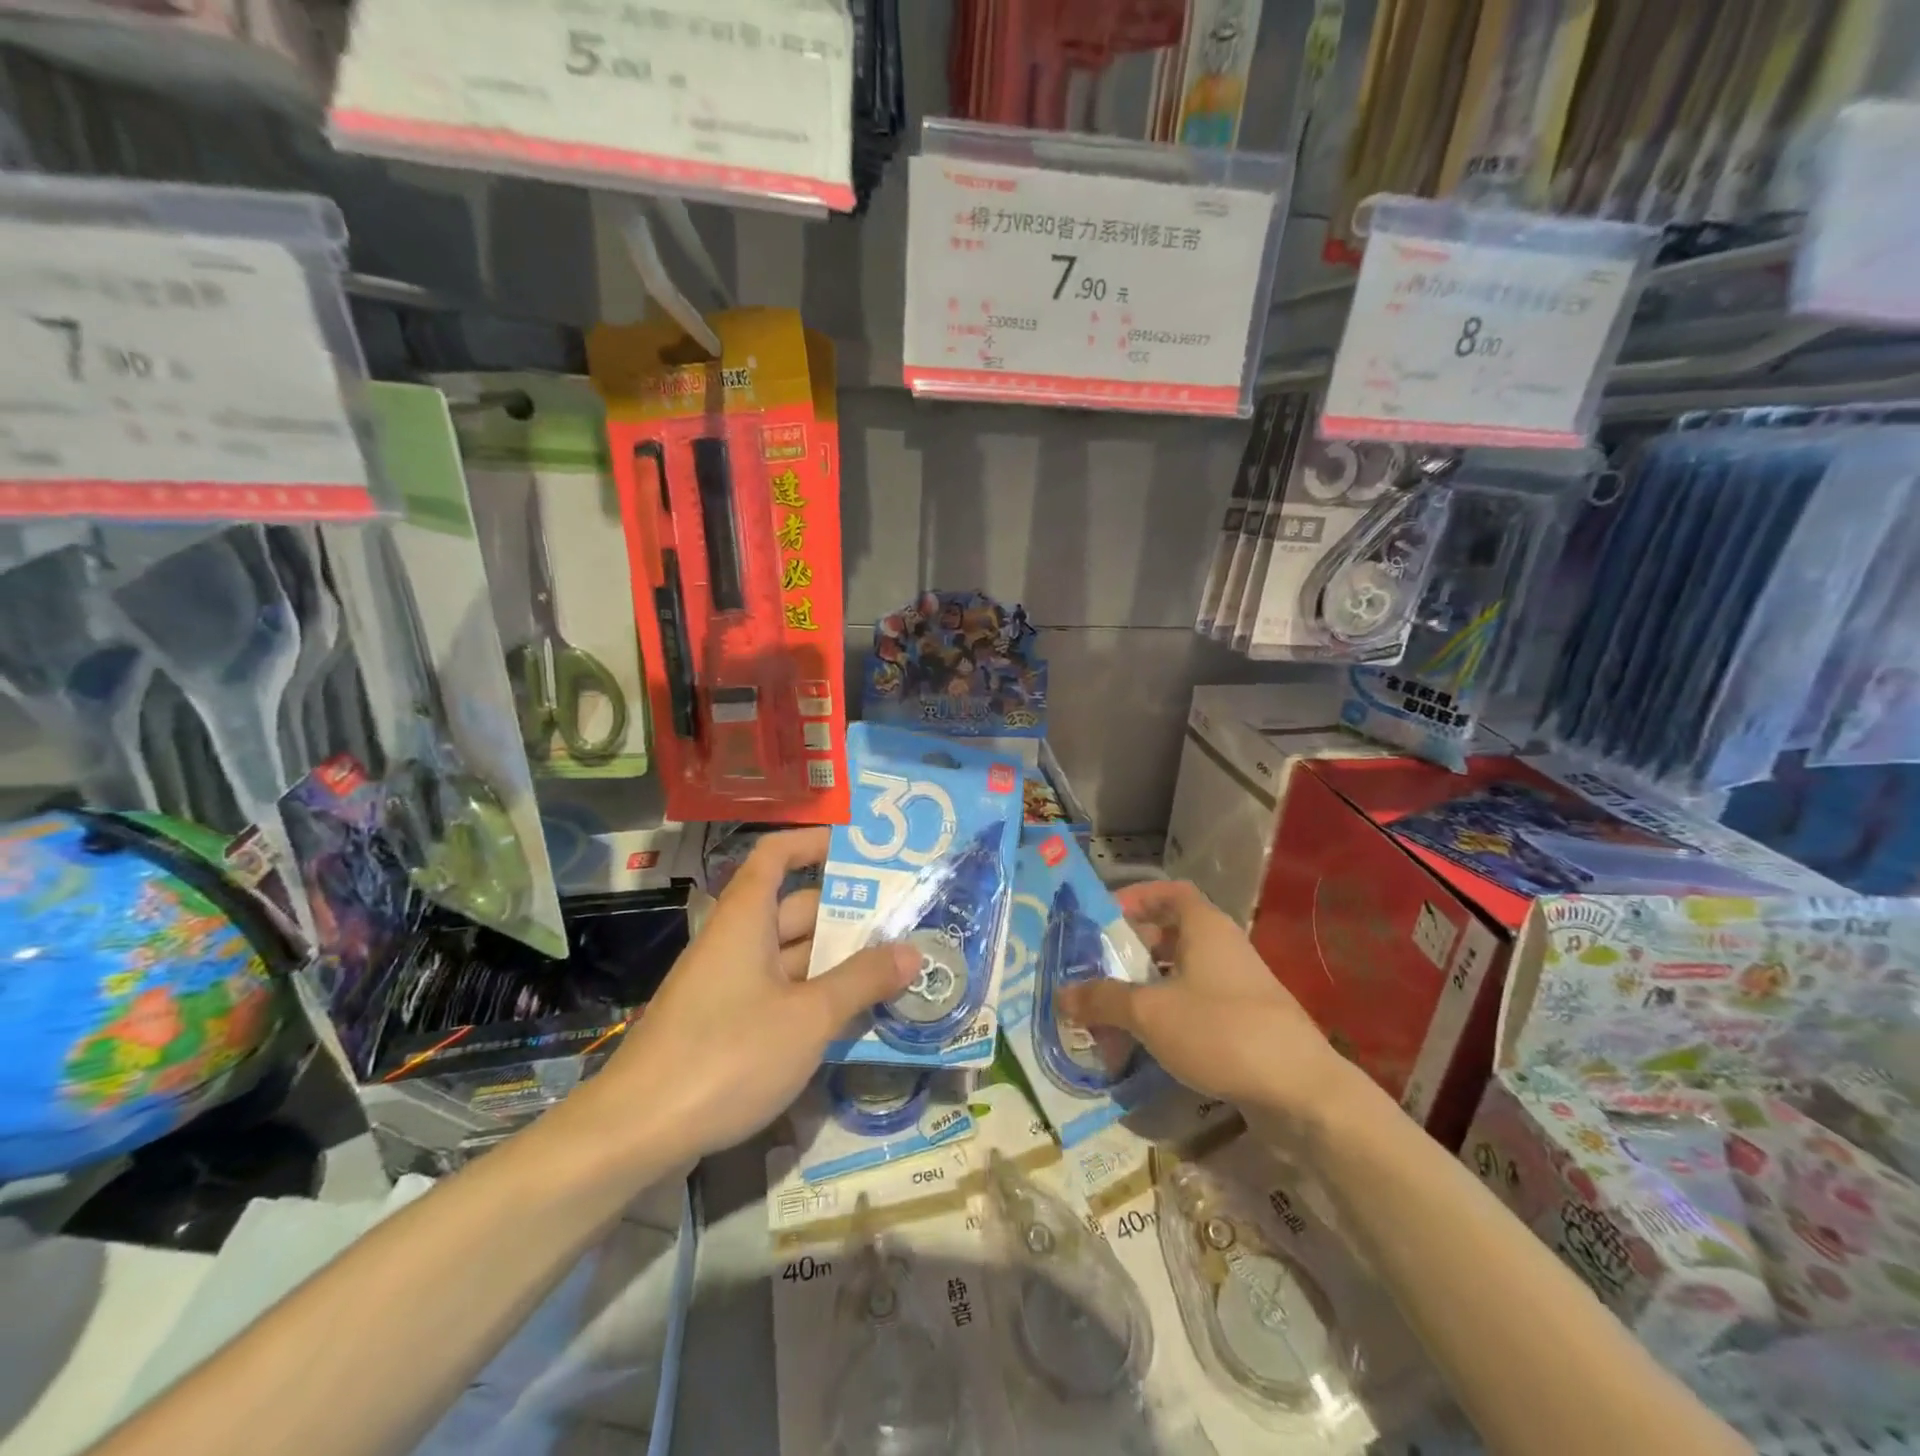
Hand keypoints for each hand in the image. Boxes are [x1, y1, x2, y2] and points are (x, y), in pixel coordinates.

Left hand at [579, 828, 919, 1168]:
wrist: (636, 1134)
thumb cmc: (727, 1055)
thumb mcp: (808, 1017)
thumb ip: (862, 981)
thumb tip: (912, 951)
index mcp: (745, 919)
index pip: (776, 855)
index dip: (814, 843)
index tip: (859, 852)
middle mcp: (735, 942)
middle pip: (795, 909)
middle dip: (847, 915)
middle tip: (903, 925)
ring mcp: (728, 987)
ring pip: (791, 958)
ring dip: (837, 963)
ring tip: (894, 971)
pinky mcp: (724, 1027)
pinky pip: (779, 995)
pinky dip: (815, 998)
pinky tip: (852, 1019)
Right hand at [1057, 879, 1357, 1144]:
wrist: (1302, 1092)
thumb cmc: (1221, 1031)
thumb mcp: (1149, 1013)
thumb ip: (1102, 999)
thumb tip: (1061, 994)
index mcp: (1205, 928)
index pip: (1169, 892)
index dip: (1136, 897)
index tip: (1103, 918)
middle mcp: (1223, 948)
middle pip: (1171, 934)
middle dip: (1131, 950)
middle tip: (1097, 969)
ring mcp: (1238, 987)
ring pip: (1182, 974)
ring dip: (1146, 987)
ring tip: (1112, 1010)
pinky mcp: (1245, 1023)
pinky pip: (1197, 1006)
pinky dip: (1168, 1015)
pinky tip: (1145, 1043)